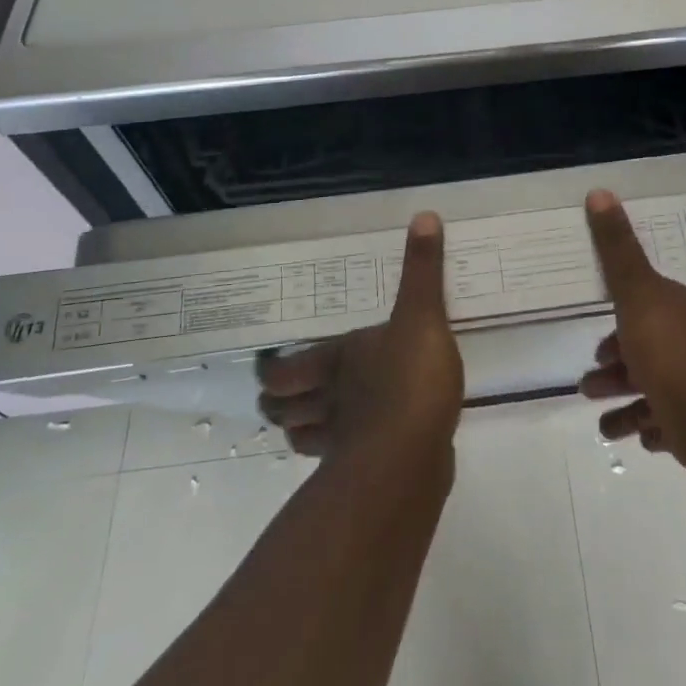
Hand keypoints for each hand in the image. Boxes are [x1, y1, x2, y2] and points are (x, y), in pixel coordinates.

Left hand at [257, 213, 462, 460]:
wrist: (414, 454)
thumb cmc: (410, 377)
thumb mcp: (422, 313)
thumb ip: (422, 269)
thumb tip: (423, 213)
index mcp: (339, 360)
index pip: (288, 370)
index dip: (272, 372)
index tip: (262, 370)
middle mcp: (333, 400)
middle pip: (288, 409)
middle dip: (277, 406)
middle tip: (269, 404)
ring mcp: (346, 442)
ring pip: (307, 438)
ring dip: (299, 433)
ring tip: (296, 429)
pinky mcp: (369, 472)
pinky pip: (343, 463)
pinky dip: (339, 458)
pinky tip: (351, 453)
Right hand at [578, 190, 685, 458]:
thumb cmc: (670, 354)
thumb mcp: (636, 293)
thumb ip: (617, 248)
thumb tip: (600, 191)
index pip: (652, 307)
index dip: (623, 322)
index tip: (598, 344)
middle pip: (651, 349)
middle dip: (617, 367)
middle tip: (590, 385)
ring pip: (658, 389)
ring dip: (626, 402)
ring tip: (605, 425)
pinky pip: (673, 422)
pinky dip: (651, 426)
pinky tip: (638, 436)